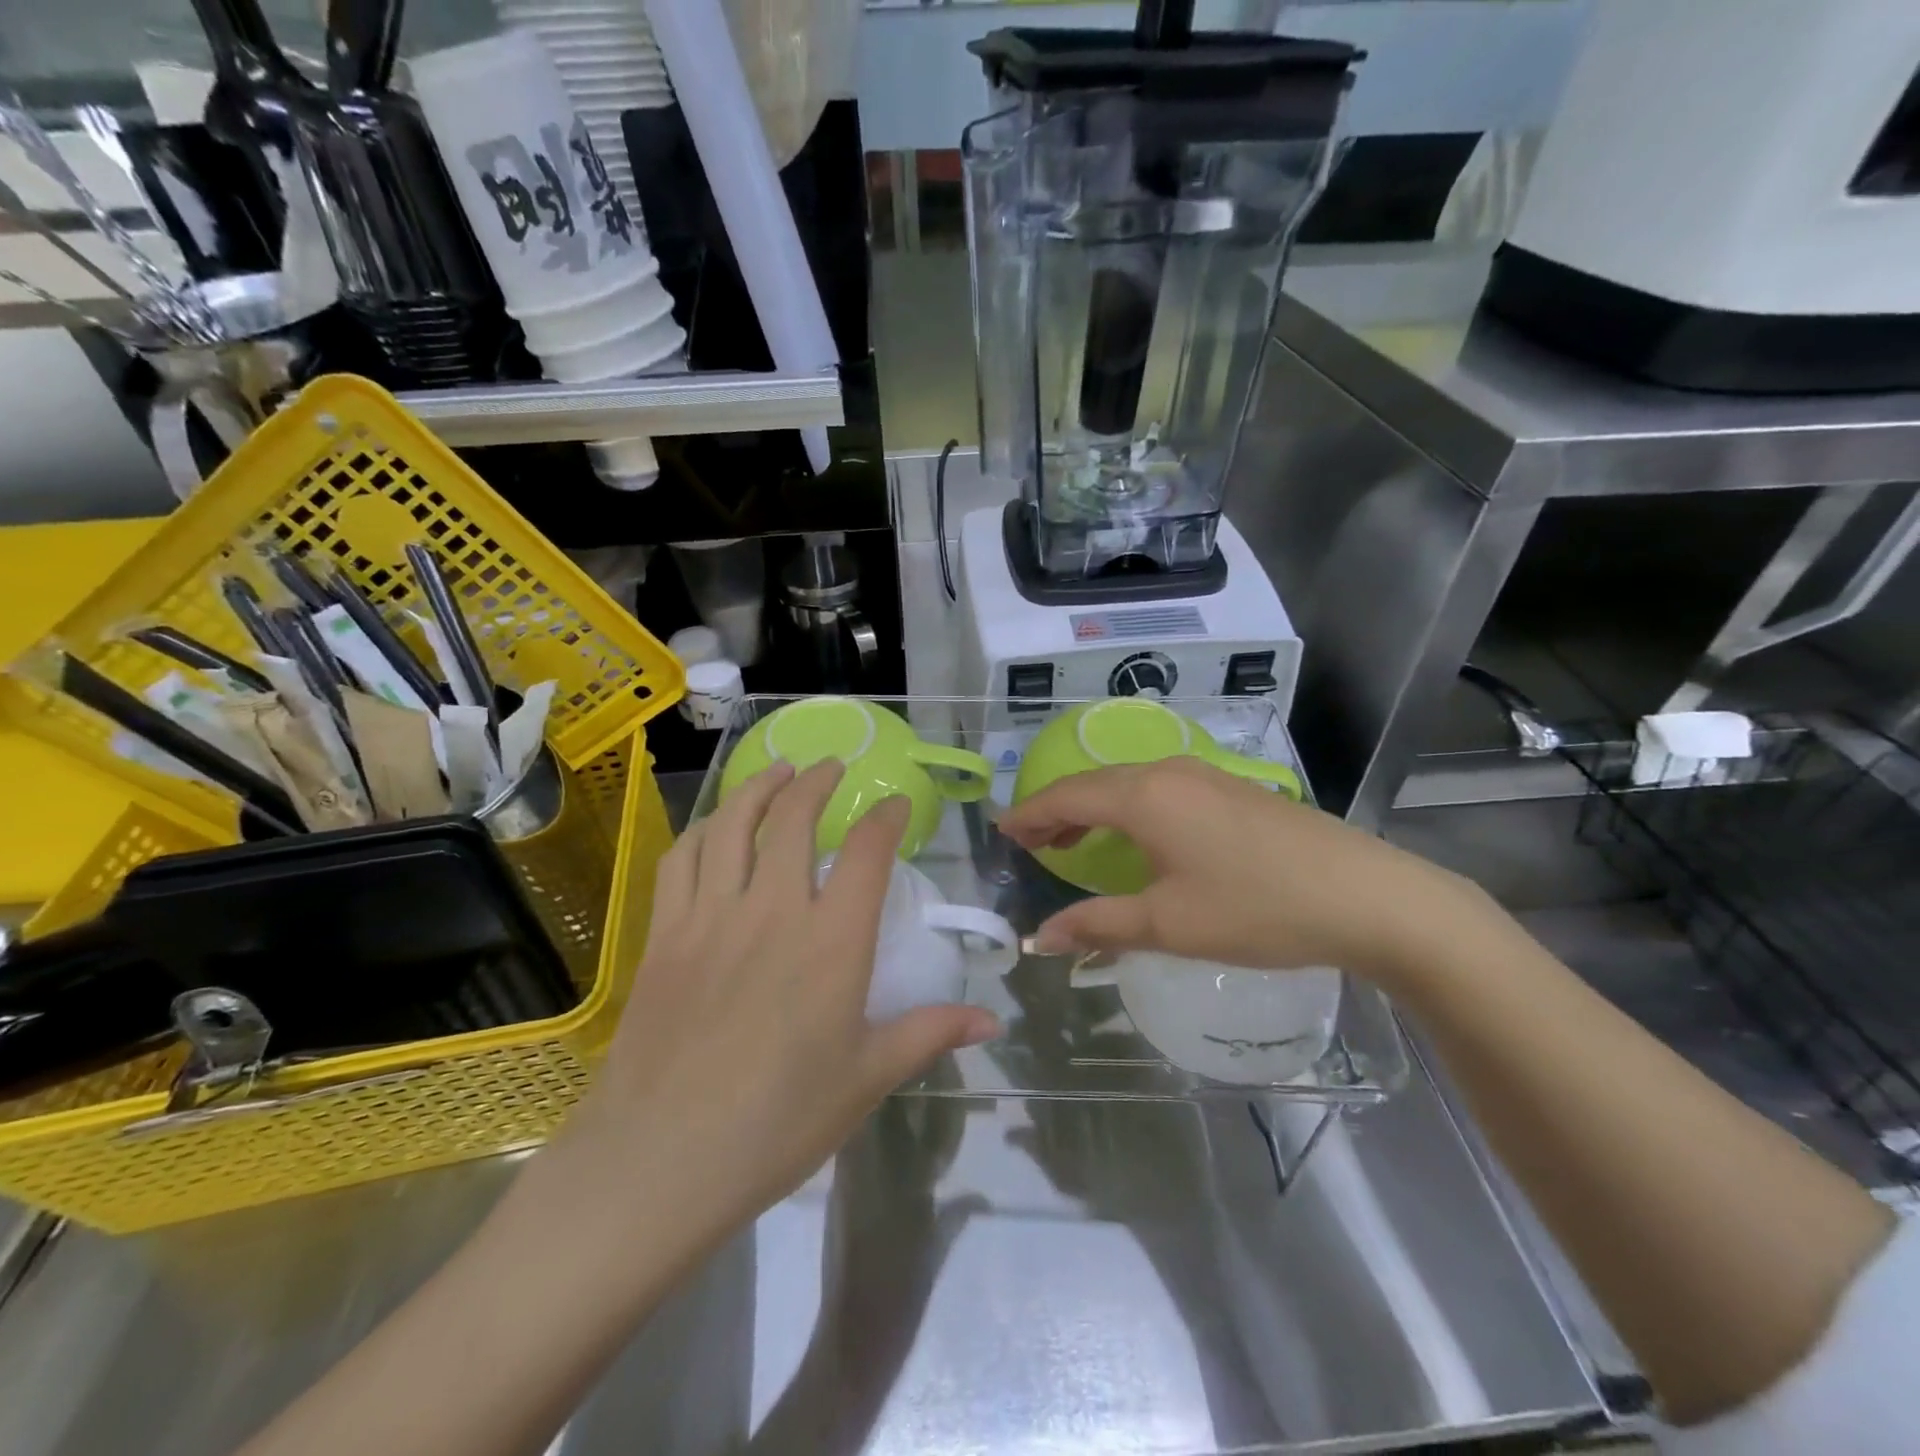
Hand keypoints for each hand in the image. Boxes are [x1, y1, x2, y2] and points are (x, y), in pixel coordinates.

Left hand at [571, 761, 999, 1235]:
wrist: (661, 1159)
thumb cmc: (778, 1123)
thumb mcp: (866, 1079)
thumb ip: (929, 1033)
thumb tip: (993, 1021)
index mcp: (832, 941)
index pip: (867, 852)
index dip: (885, 817)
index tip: (895, 804)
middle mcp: (773, 910)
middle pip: (794, 818)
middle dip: (817, 782)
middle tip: (831, 767)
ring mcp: (711, 916)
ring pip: (733, 824)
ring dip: (758, 787)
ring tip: (777, 770)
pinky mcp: (665, 934)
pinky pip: (681, 859)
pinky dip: (703, 829)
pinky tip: (715, 826)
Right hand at [997, 757, 1493, 985]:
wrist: (1368, 896)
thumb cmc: (1257, 909)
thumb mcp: (1169, 924)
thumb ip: (1098, 925)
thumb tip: (1039, 938)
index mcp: (1144, 795)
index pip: (1065, 796)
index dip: (1028, 815)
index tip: (999, 833)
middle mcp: (1168, 771)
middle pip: (1093, 785)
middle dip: (1055, 812)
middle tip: (1026, 843)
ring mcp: (1204, 775)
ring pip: (1127, 785)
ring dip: (1092, 810)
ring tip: (1068, 843)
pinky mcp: (1231, 789)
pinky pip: (1158, 790)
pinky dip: (1127, 810)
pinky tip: (1133, 839)